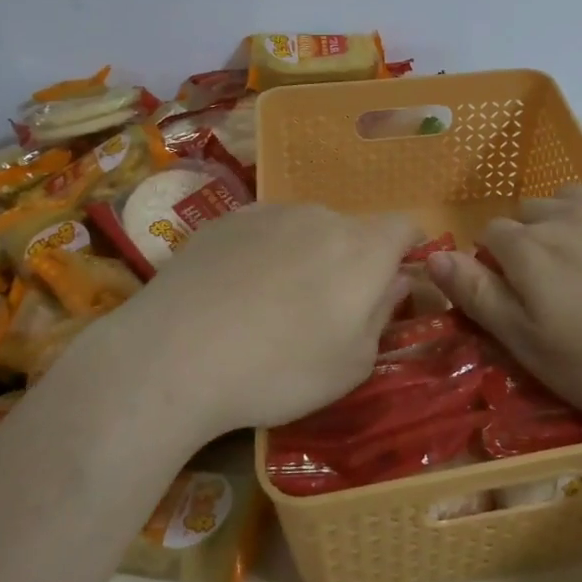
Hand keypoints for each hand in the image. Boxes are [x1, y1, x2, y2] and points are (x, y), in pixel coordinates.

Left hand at [90, 204, 418, 444]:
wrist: (174, 354)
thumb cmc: (278, 369)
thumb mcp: (350, 365)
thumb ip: (382, 316)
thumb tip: (394, 283)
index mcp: (362, 248)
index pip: (404, 227)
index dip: (407, 251)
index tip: (392, 282)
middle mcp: (321, 216)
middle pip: (352, 231)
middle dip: (351, 262)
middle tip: (326, 312)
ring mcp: (270, 212)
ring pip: (306, 229)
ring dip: (306, 256)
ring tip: (272, 306)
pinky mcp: (226, 219)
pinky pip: (264, 231)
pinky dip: (264, 254)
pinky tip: (235, 293)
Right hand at [427, 159, 581, 434]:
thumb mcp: (533, 348)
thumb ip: (480, 296)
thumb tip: (434, 255)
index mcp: (531, 248)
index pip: (491, 236)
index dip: (496, 265)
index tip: (514, 298)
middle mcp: (569, 214)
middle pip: (531, 212)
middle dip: (530, 241)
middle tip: (554, 289)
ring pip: (575, 194)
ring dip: (569, 217)